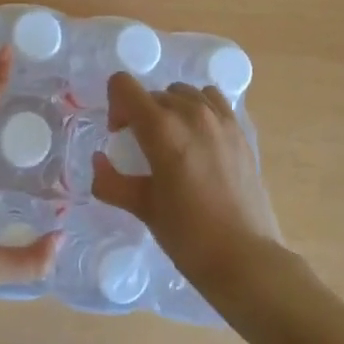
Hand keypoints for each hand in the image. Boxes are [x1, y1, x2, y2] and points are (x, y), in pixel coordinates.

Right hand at [92, 73, 283, 294]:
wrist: (244, 258)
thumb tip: (98, 162)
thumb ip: (111, 182)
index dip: (114, 105)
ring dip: (169, 109)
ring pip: (182, 93)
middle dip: (139, 114)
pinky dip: (198, 108)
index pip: (124, 85)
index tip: (119, 134)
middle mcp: (190, 112)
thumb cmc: (188, 235)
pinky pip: (212, 100)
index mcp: (161, 128)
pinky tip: (199, 138)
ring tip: (173, 142)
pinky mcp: (239, 130)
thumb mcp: (143, 208)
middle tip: (141, 149)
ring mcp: (219, 118)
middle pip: (152, 94)